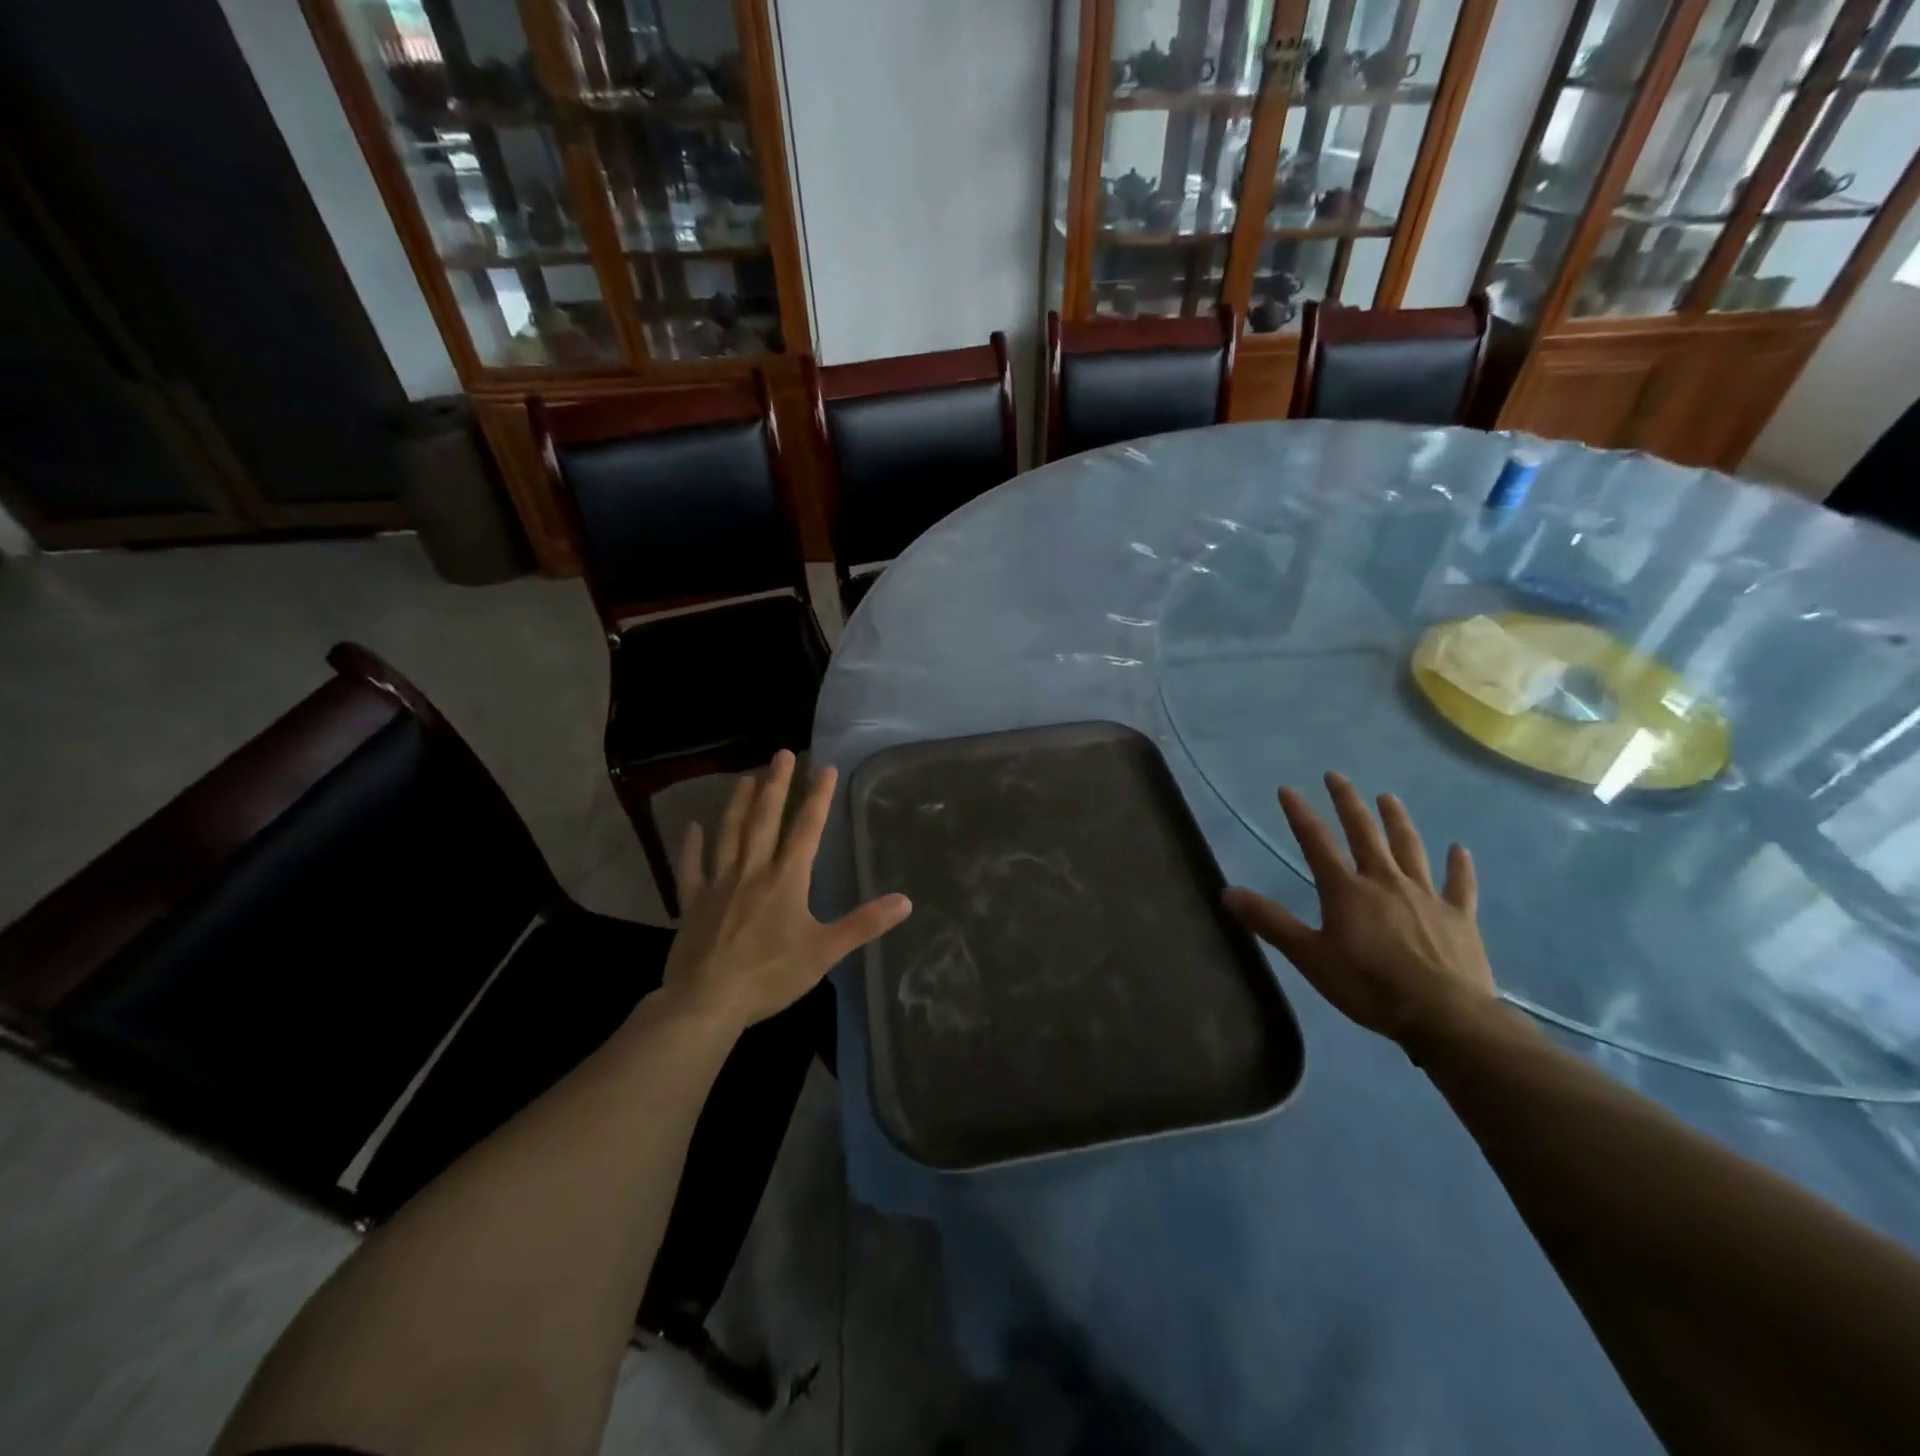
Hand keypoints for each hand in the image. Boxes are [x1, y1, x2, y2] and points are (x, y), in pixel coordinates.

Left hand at [659, 751, 911, 1030]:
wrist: (706, 1001)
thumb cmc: (770, 975)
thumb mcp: (825, 952)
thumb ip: (864, 924)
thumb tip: (906, 901)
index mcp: (786, 879)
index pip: (806, 829)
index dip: (817, 797)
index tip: (825, 767)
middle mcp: (752, 871)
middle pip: (765, 819)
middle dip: (776, 785)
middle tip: (781, 753)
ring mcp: (718, 884)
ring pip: (729, 834)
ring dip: (738, 804)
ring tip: (745, 777)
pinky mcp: (692, 903)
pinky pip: (691, 868)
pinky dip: (692, 846)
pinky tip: (693, 827)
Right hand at [1223, 772, 1495, 1045]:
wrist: (1443, 1016)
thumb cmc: (1368, 985)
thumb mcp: (1309, 957)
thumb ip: (1270, 922)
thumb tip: (1227, 892)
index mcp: (1346, 890)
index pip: (1316, 842)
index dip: (1300, 814)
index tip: (1287, 789)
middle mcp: (1385, 881)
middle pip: (1364, 833)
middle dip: (1348, 803)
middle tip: (1337, 776)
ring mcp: (1426, 896)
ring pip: (1409, 849)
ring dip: (1397, 821)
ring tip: (1389, 798)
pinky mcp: (1459, 917)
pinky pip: (1460, 885)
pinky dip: (1459, 866)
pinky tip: (1459, 849)